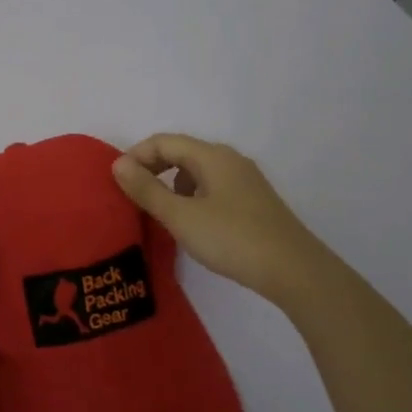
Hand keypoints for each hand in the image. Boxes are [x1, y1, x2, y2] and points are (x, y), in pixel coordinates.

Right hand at [112, 134, 322, 303]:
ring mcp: (245, 180)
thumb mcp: (181, 216)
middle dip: (152, 168)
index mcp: (211, 156)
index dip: (136, 156)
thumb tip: (118, 164)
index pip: (163, 141)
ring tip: (158, 211)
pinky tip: (191, 222)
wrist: (294, 271)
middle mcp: (229, 160)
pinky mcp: (253, 201)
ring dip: (171, 183)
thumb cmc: (232, 238)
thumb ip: (147, 189)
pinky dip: (191, 196)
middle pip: (181, 152)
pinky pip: (212, 187)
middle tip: (132, 195)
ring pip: (197, 171)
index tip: (117, 182)